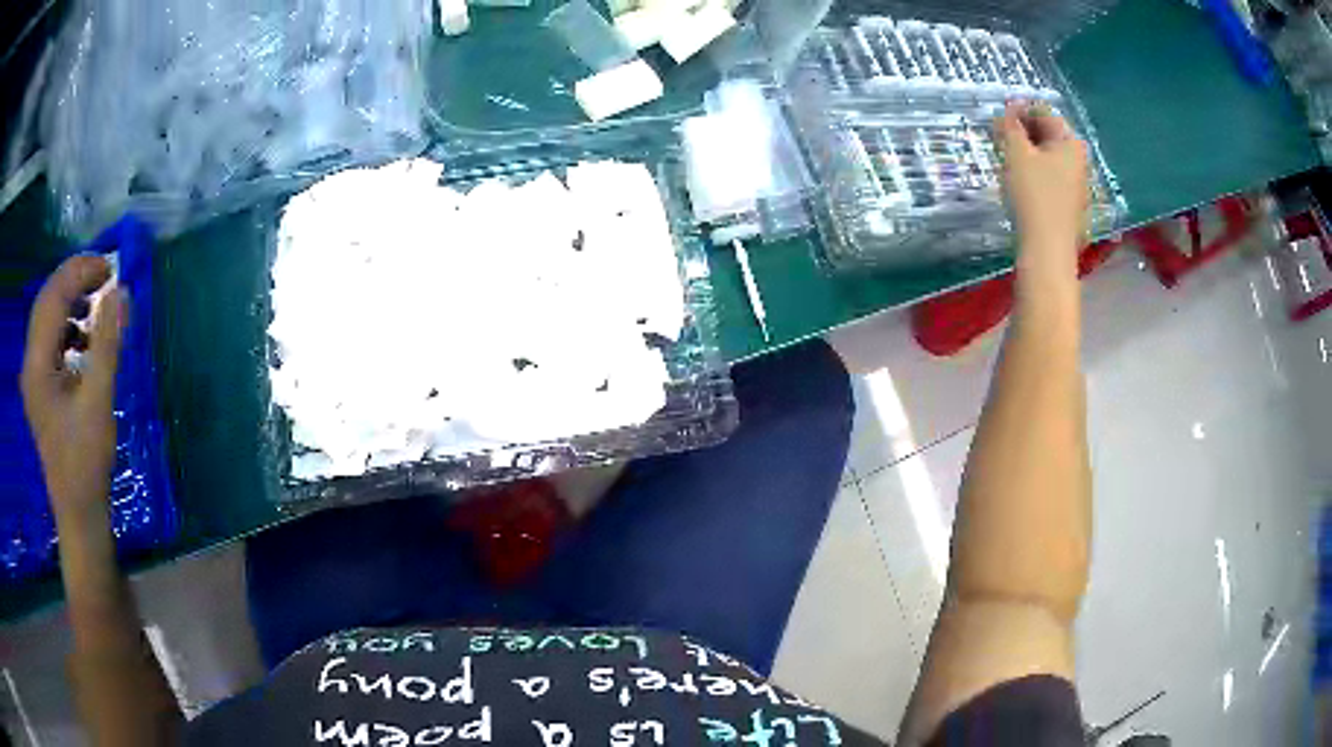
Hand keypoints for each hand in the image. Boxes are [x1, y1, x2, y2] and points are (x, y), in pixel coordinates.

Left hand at [20, 255, 124, 523]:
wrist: (78, 512)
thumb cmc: (86, 461)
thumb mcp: (98, 401)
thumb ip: (106, 342)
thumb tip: (120, 292)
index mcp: (38, 363)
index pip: (54, 295)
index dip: (81, 272)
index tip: (111, 268)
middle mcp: (31, 361)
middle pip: (47, 298)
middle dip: (75, 278)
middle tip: (104, 275)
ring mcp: (33, 375)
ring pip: (47, 315)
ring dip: (70, 299)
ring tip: (95, 302)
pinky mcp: (40, 386)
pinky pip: (49, 338)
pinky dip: (67, 325)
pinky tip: (83, 338)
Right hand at [995, 102, 1089, 282]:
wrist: (1048, 249)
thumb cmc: (1034, 195)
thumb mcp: (1017, 153)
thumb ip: (1010, 126)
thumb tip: (1007, 110)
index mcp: (1070, 142)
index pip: (1043, 111)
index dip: (1019, 109)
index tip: (997, 116)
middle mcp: (1078, 159)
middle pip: (1048, 132)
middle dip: (1023, 129)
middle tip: (999, 134)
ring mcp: (1076, 182)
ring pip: (1048, 154)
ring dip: (1026, 149)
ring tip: (1005, 155)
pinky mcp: (1069, 202)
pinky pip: (1050, 174)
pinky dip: (1034, 168)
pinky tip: (1019, 178)